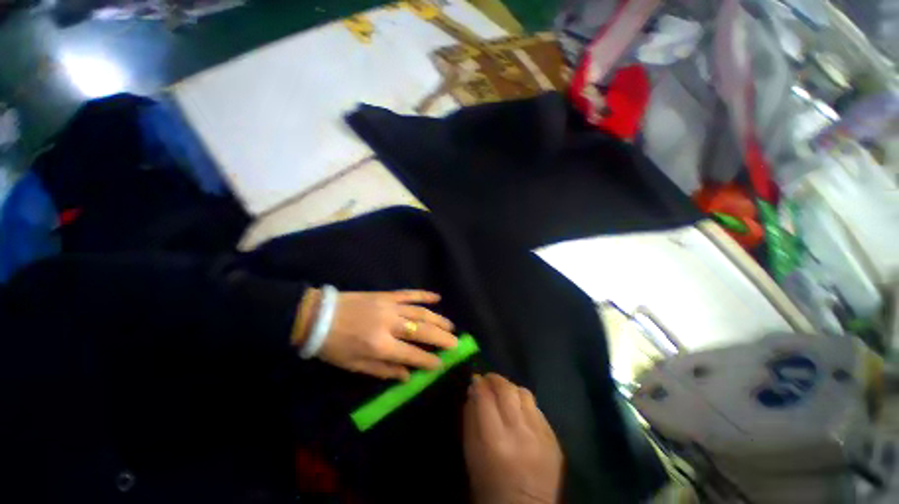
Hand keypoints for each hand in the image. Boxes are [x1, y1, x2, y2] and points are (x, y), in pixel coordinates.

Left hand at [296, 289, 456, 379]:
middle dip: (441, 338)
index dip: (429, 360)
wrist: (318, 316)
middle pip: (422, 331)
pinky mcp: (386, 295)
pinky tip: (437, 298)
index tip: (442, 364)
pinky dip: (424, 295)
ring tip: (450, 326)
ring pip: (420, 312)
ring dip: (438, 319)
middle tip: (456, 343)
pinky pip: (409, 294)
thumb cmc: (334, 346)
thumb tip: (407, 376)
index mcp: (380, 346)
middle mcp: (389, 325)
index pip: (412, 354)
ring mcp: (390, 306)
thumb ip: (383, 370)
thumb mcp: (355, 365)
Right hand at [464, 374, 562, 503]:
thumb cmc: (489, 484)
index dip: (479, 384)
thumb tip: (473, 389)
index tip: (475, 379)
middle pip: (507, 390)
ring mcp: (540, 435)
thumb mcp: (471, 453)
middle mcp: (520, 434)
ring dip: (511, 389)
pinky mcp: (553, 439)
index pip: (485, 398)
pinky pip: (537, 409)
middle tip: (489, 379)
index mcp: (495, 441)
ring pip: (524, 394)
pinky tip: (519, 411)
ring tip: (505, 394)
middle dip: (495, 379)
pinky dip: (525, 404)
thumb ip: (470, 418)